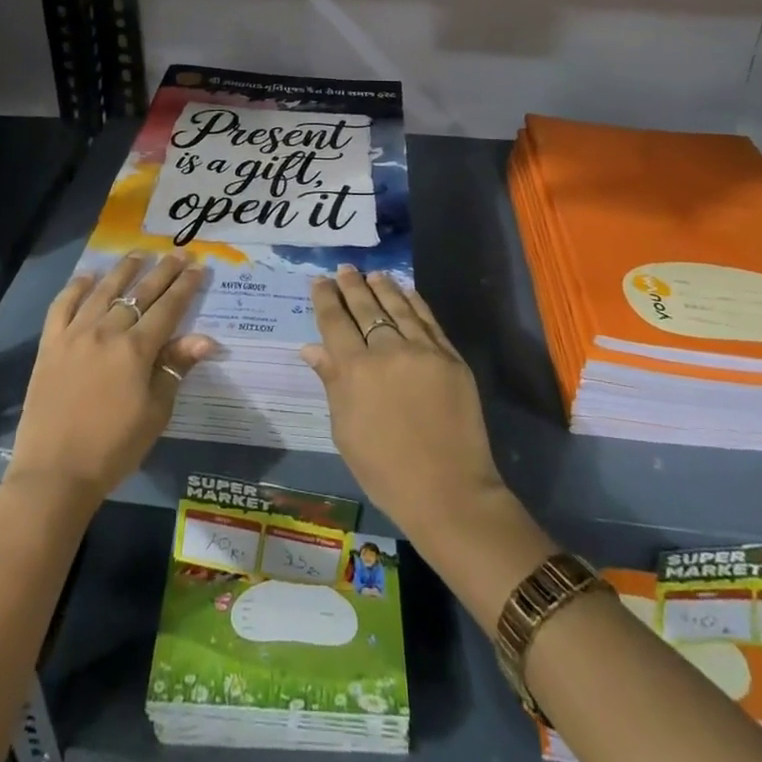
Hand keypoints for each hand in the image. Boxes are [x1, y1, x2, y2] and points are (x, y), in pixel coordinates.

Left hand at [8, 252, 216, 508]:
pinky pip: (62, 305)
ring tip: (138, 253)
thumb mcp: (156, 413)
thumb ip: (176, 368)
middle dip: (162, 271)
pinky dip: (76, 287)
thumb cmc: (113, 448)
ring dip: (124, 269)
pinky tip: (87, 276)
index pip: (168, 308)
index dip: (186, 286)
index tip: (198, 266)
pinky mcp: (49, 345)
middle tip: (177, 252)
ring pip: (103, 291)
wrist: (54, 474)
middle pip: (140, 293)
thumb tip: (205, 338)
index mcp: (136, 349)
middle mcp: (106, 332)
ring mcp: (75, 335)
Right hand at [302, 266, 506, 539]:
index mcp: (355, 372)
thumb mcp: (345, 432)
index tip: (319, 281)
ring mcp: (422, 351)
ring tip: (372, 274)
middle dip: (351, 286)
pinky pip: (427, 320)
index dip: (325, 299)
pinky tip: (405, 290)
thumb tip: (311, 347)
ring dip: (382, 287)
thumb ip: (331, 383)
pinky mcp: (450, 357)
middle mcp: (387, 351)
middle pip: (365, 307)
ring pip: (397, 307)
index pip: (335, 322)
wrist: (449, 493)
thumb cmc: (386, 471)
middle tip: (343, 269)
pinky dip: (414, 302)